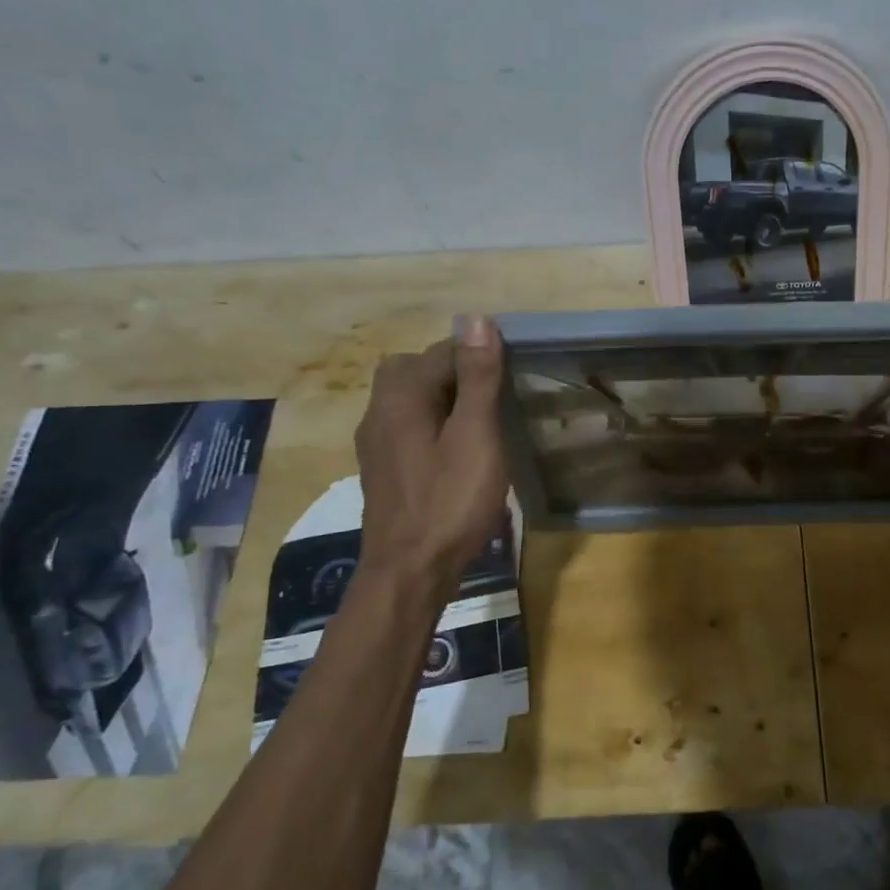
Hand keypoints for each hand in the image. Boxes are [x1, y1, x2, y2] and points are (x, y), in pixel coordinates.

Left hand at [354, 317, 507, 594]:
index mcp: (401, 395)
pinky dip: (434, 424)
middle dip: (457, 372)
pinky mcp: (382, 467)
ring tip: (482, 422)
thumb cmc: (450, 502)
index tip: (513, 376)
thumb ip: (478, 378)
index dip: (480, 355)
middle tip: (496, 398)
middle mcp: (379, 410)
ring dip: (445, 398)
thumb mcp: (476, 436)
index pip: (443, 350)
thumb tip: (478, 319)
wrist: (410, 570)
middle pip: (418, 369)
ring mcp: (376, 441)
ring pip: (412, 398)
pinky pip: (409, 425)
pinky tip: (458, 450)